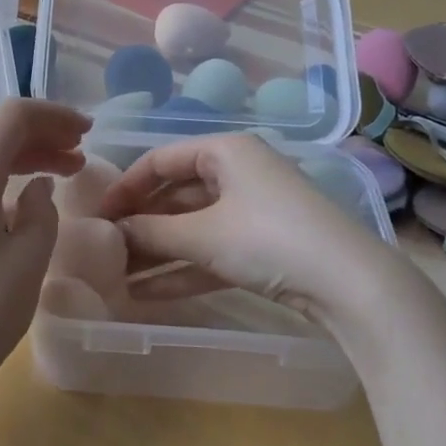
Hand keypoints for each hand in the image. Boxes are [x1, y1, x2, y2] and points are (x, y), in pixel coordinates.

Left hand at [0, 99, 90, 416]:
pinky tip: (25, 194)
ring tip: (63, 168)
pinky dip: (0, 171)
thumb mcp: (29, 260)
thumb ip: (41, 210)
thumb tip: (36, 187)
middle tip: (78, 150)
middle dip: (39, 130)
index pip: (10, 117)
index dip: (53, 115)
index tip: (88, 132)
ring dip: (21, 150)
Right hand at [100, 133, 391, 316]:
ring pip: (191, 228)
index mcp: (224, 152)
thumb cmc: (267, 238)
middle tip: (105, 250)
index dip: (125, 187)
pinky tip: (145, 293)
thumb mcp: (202, 234)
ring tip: (116, 276)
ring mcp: (251, 212)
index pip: (160, 160)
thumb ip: (151, 232)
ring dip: (156, 252)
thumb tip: (112, 232)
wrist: (349, 284)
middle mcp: (237, 174)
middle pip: (175, 195)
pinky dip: (181, 269)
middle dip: (140, 225)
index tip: (97, 216)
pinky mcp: (261, 247)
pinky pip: (210, 252)